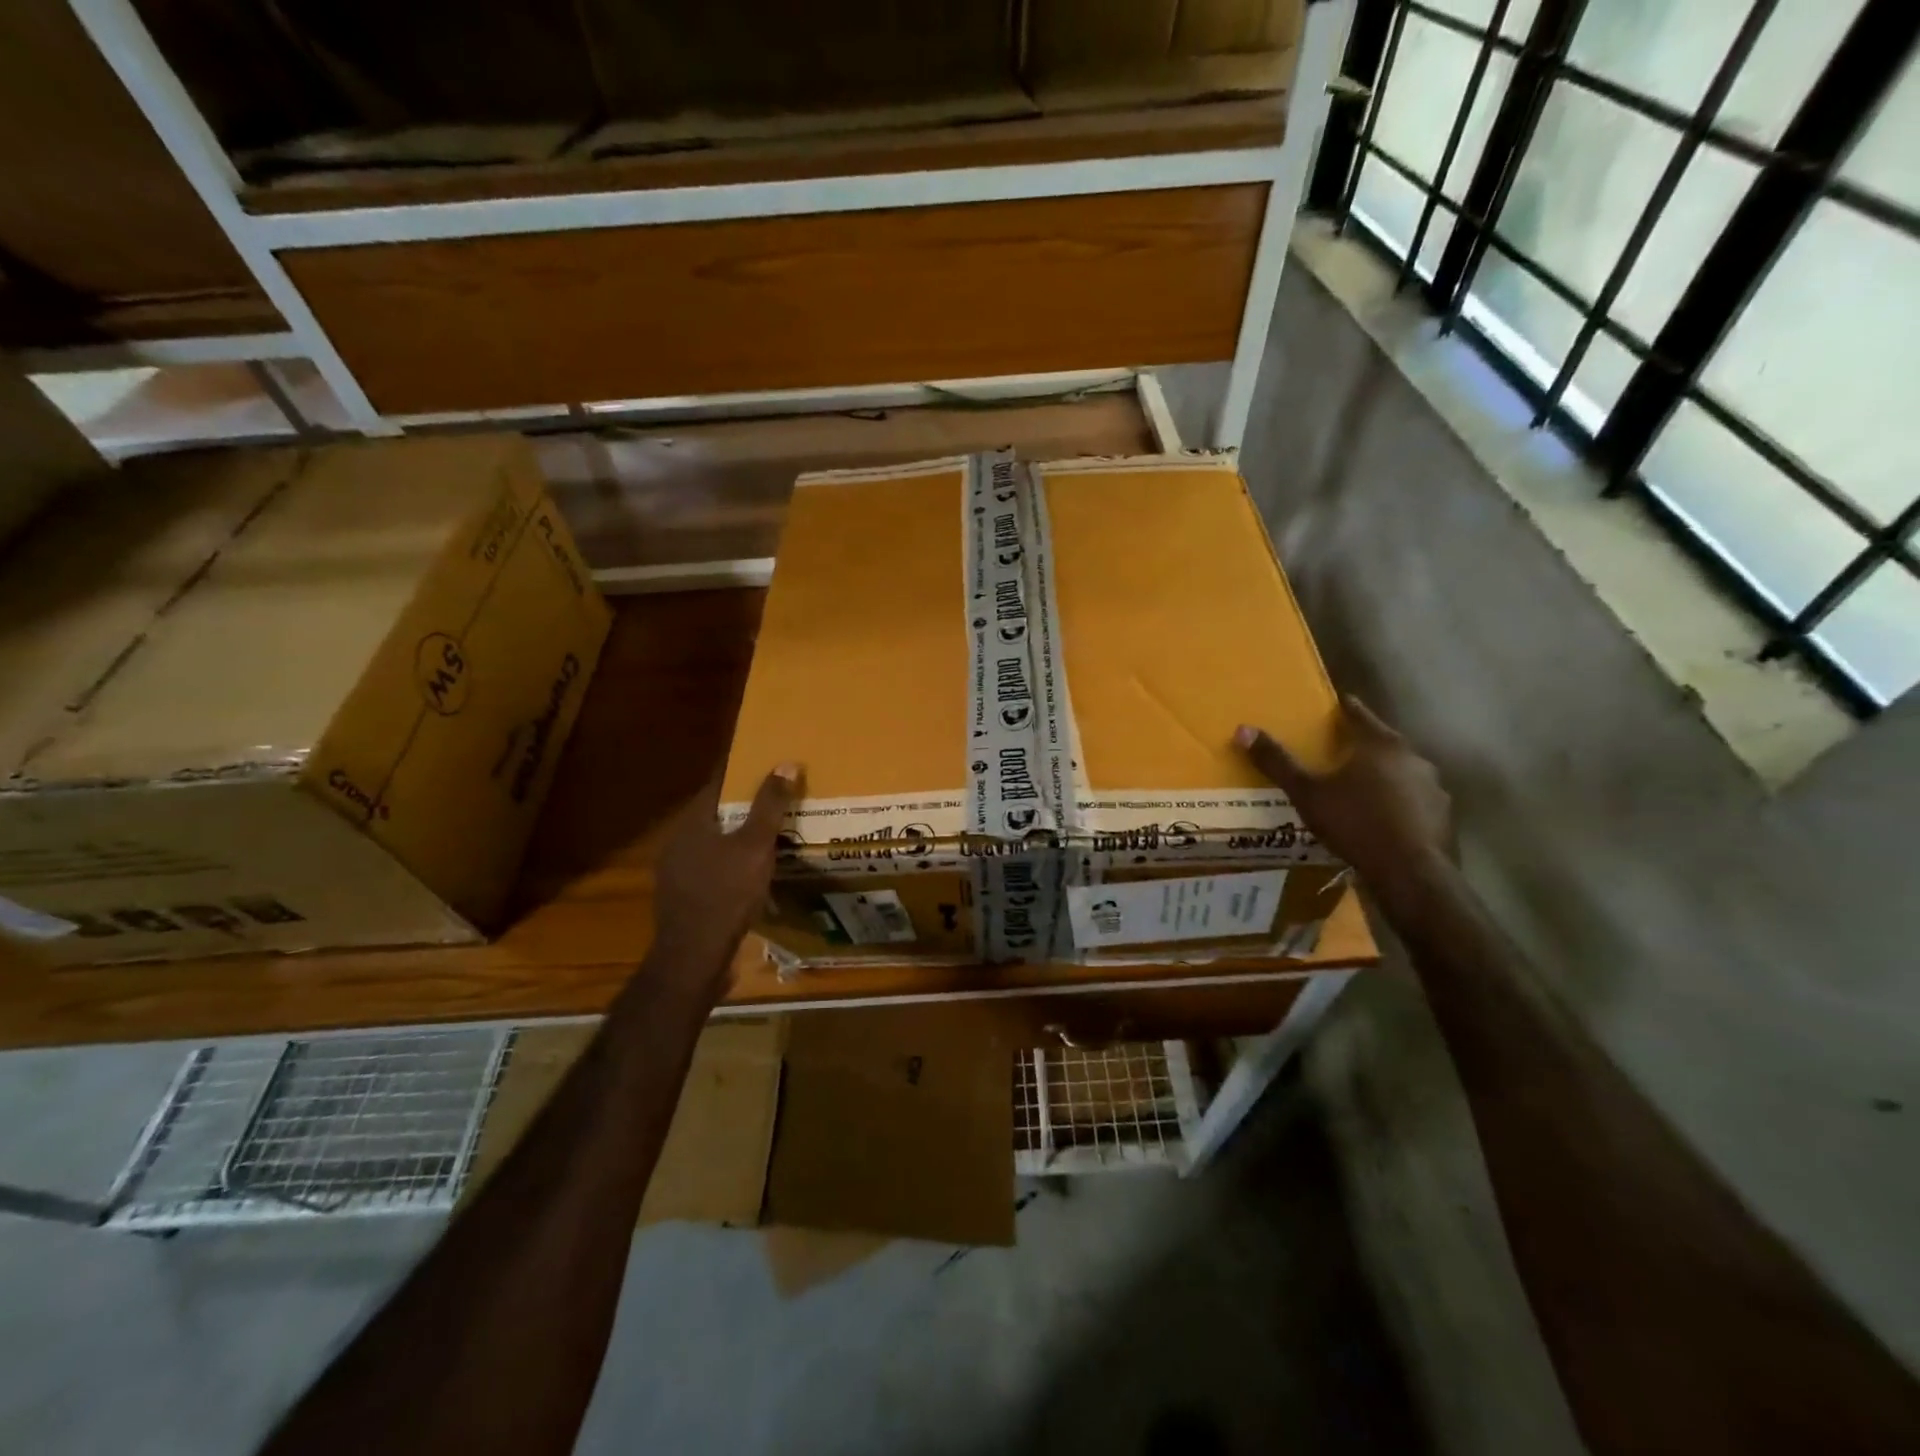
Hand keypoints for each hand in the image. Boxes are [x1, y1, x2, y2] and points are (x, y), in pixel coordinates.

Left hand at [647, 764, 800, 999]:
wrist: (694, 958)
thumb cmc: (725, 895)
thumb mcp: (755, 847)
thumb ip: (769, 806)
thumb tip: (785, 763)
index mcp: (691, 824)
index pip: (717, 784)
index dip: (742, 772)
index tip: (767, 762)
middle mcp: (678, 843)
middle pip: (715, 813)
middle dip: (744, 805)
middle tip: (778, 798)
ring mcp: (677, 872)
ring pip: (714, 843)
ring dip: (739, 837)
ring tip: (772, 834)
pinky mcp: (685, 898)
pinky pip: (713, 868)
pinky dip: (733, 863)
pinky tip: (754, 872)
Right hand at [1235, 698, 1453, 895]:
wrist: (1411, 873)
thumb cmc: (1355, 823)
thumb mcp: (1306, 793)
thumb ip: (1277, 762)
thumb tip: (1243, 730)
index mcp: (1379, 743)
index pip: (1357, 713)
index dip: (1342, 708)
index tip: (1331, 707)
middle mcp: (1411, 756)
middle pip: (1381, 741)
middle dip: (1360, 744)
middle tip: (1337, 751)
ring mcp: (1433, 786)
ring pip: (1400, 771)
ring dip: (1382, 775)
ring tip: (1358, 788)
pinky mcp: (1442, 815)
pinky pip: (1414, 799)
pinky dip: (1398, 802)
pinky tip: (1382, 818)